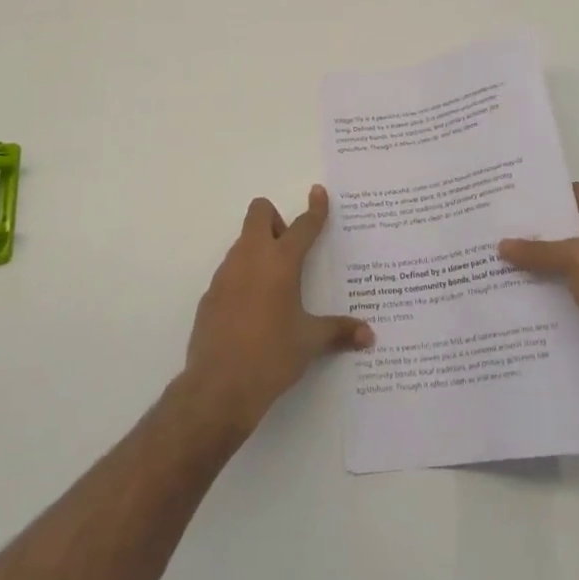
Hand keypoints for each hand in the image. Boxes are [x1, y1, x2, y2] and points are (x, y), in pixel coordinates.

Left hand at [180, 186, 372, 438]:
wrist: (219, 387)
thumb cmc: (271, 356)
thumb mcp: (309, 342)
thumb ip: (338, 331)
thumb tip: (368, 335)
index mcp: (280, 262)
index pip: (302, 226)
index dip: (315, 209)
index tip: (318, 192)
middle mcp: (251, 257)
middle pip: (260, 213)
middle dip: (276, 222)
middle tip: (290, 255)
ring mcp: (226, 273)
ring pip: (243, 242)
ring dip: (260, 251)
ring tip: (275, 289)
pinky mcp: (210, 293)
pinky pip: (230, 271)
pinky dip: (243, 278)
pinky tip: (252, 312)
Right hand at [499, 183, 578, 413]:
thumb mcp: (577, 260)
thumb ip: (538, 250)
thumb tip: (500, 245)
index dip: (549, 195)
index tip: (514, 197)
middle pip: (576, 227)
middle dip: (542, 229)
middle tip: (503, 226)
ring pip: (574, 259)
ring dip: (546, 260)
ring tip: (505, 256)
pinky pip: (577, 286)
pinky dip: (555, 285)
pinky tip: (523, 287)